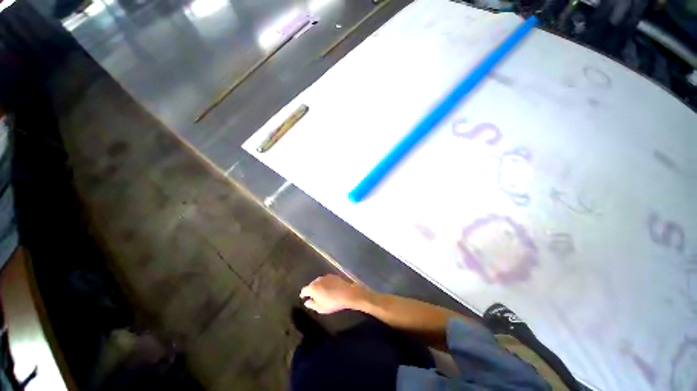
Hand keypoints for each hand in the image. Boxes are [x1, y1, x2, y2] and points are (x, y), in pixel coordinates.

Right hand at [299, 274, 370, 313]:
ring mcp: (326, 276)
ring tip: (322, 293)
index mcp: (313, 288)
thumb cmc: (332, 302)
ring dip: (319, 286)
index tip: (303, 297)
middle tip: (314, 296)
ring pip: (319, 281)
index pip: (304, 290)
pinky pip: (326, 280)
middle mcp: (318, 280)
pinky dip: (325, 283)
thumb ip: (312, 304)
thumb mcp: (320, 308)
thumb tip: (307, 302)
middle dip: (311, 290)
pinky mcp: (333, 275)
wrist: (347, 293)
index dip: (303, 294)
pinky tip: (329, 288)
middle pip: (311, 284)